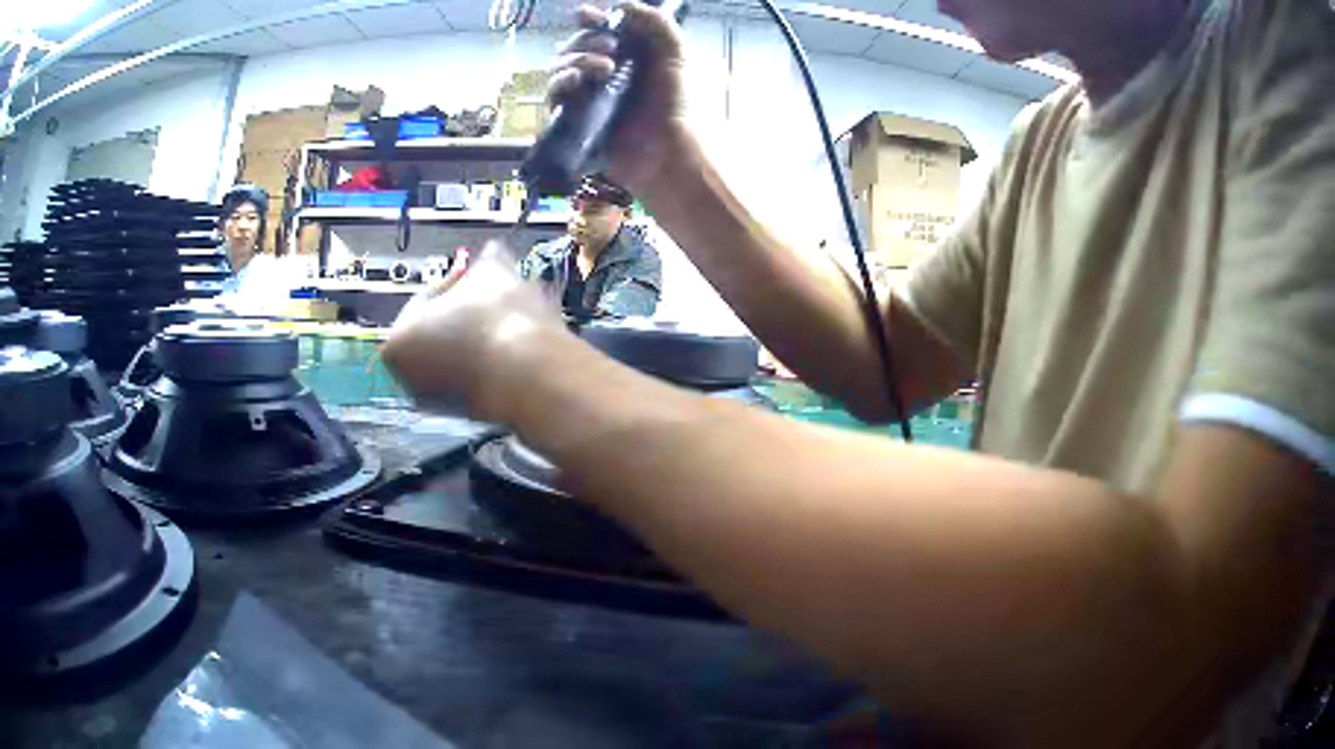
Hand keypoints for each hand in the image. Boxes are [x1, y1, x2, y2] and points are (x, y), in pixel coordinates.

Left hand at [382, 242, 565, 420]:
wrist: (529, 374)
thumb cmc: (496, 318)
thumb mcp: (491, 271)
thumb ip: (487, 258)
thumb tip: (491, 251)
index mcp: (398, 340)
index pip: (428, 297)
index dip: (460, 280)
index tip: (485, 274)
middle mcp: (409, 377)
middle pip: (443, 330)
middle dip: (472, 311)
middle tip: (500, 295)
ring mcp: (440, 401)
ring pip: (464, 353)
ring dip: (486, 333)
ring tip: (518, 317)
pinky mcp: (472, 415)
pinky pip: (481, 376)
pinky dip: (495, 359)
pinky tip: (521, 343)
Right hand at [552, 3, 692, 193]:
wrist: (670, 151)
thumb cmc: (680, 104)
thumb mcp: (677, 53)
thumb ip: (655, 22)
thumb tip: (622, 4)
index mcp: (631, 58)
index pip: (601, 32)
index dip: (592, 21)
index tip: (588, 15)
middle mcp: (607, 75)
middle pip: (576, 47)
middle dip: (587, 41)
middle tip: (610, 48)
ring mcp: (589, 97)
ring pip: (561, 68)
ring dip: (576, 59)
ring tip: (604, 68)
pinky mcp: (574, 119)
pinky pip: (554, 95)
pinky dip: (560, 81)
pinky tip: (577, 80)